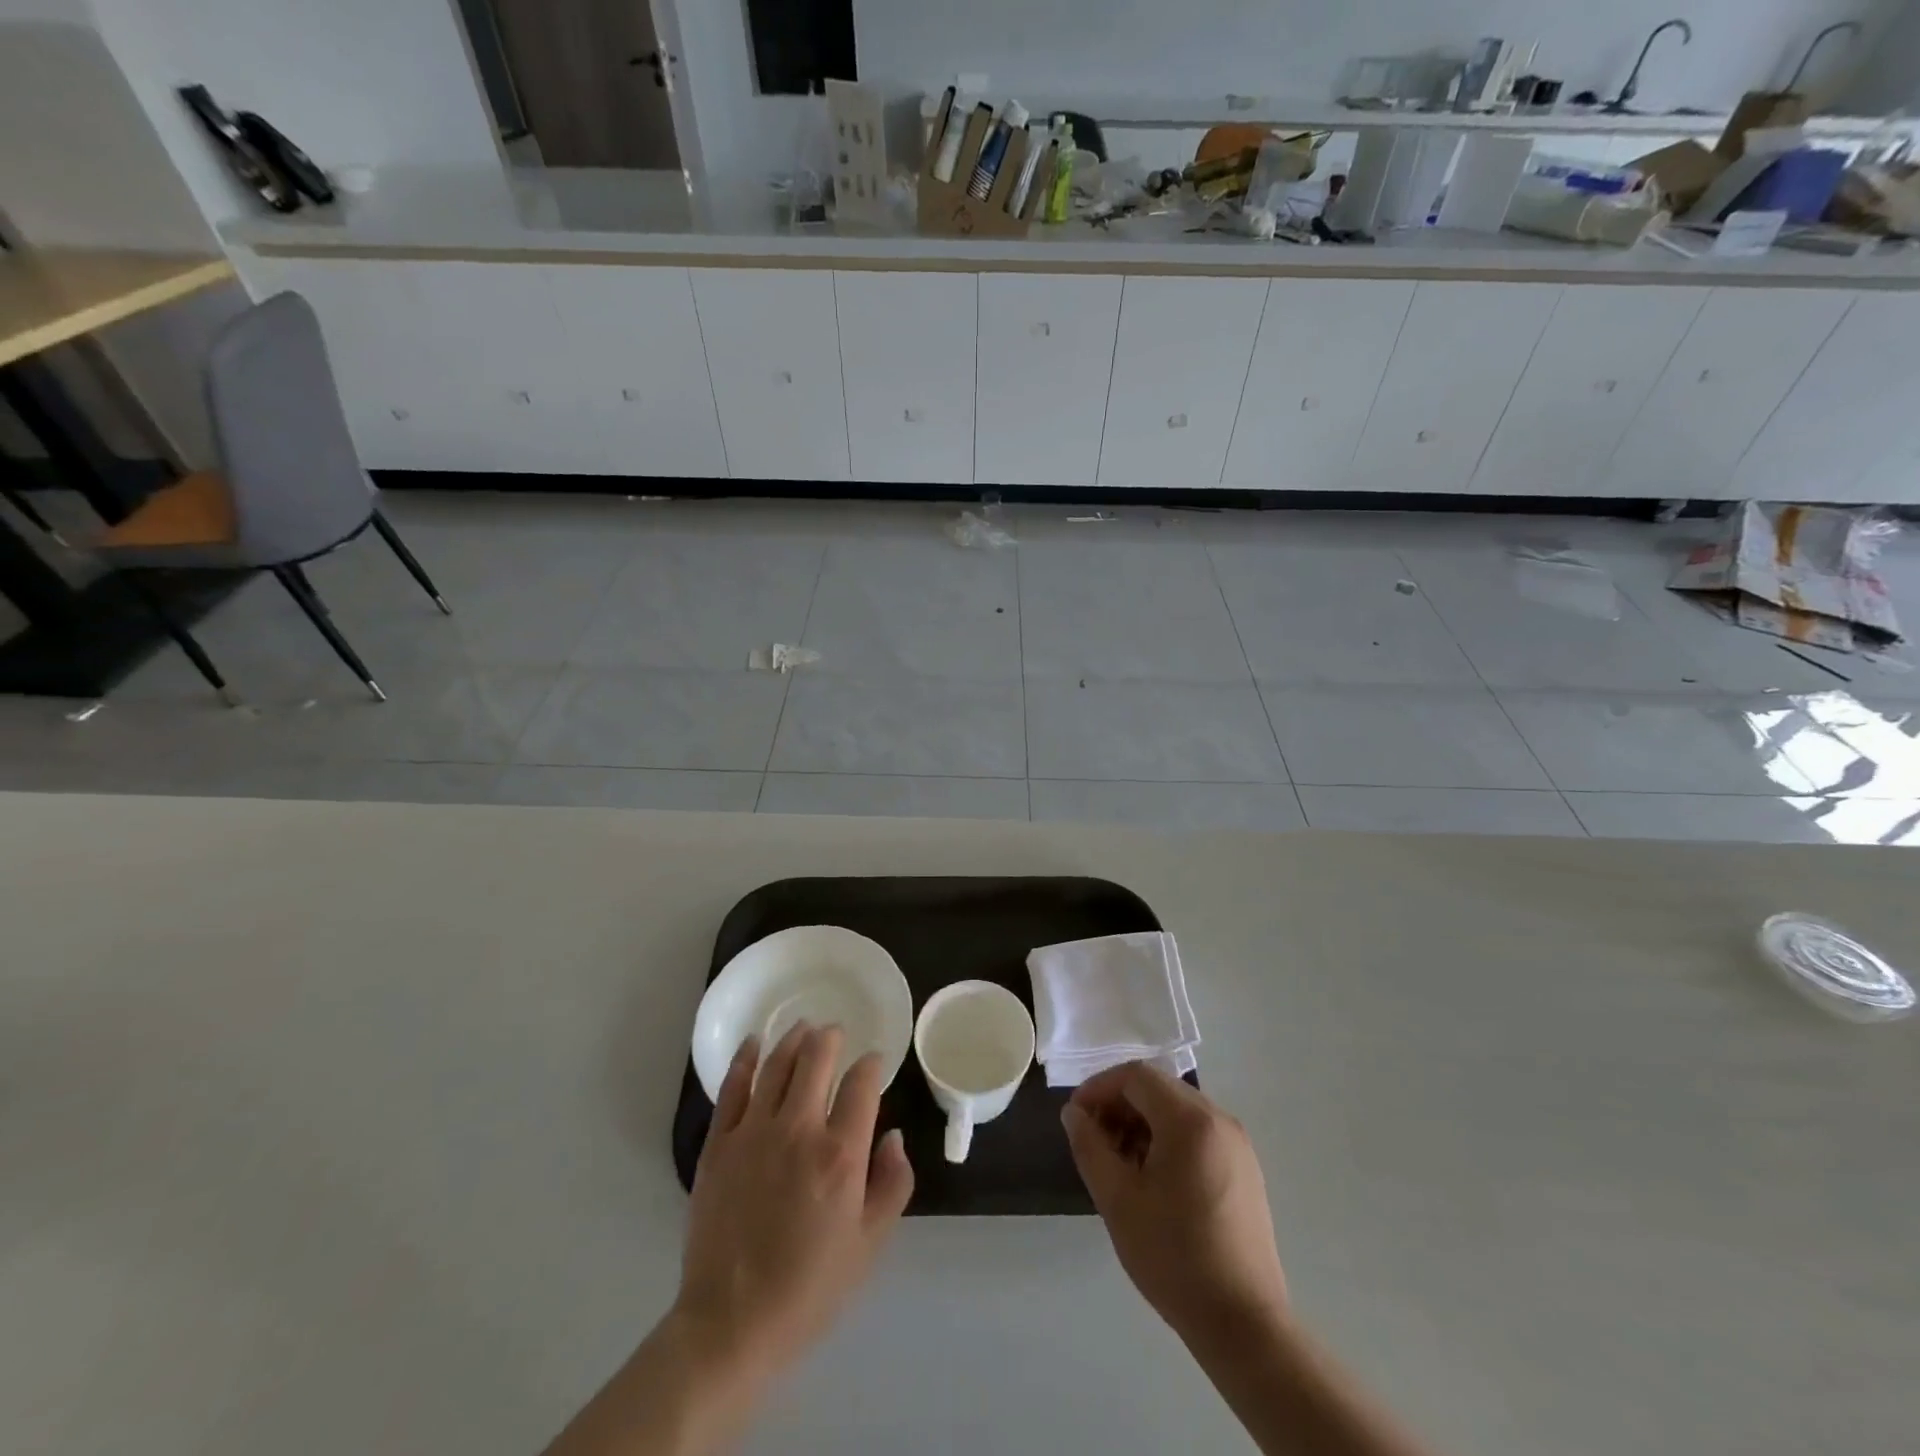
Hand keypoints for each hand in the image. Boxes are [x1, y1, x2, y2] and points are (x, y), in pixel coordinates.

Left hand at [676, 1023, 914, 1381]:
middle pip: (817, 1059)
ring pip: (778, 1063)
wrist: (731, 1324)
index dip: (870, 1065)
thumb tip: (893, 1136)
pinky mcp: (718, 1143)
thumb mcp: (870, 1244)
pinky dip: (746, 1058)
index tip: (873, 1062)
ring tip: (804, 1027)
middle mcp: (798, 1129)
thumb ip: (892, 1183)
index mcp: (840, 1154)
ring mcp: (753, 1132)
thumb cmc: (810, 1288)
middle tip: (836, 1033)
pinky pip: (733, 1086)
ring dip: (794, 1039)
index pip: (861, 1084)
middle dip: (831, 1038)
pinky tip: (755, 1042)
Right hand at [1062, 1061, 1286, 1346]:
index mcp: (1190, 1120)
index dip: (1099, 1087)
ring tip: (1119, 1164)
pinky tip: (1152, 1180)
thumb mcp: (1117, 1200)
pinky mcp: (1245, 1169)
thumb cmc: (1174, 1256)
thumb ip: (1089, 1146)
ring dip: (1141, 1124)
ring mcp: (1237, 1144)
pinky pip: (1197, 1134)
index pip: (1136, 1076)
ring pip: (1177, 1111)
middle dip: (1119, 1106)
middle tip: (1094, 1141)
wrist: (1243, 1324)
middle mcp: (1219, 1119)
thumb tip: (1074, 1113)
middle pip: (1158, 1089)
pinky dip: (1167, 1140)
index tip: (1076, 1117)